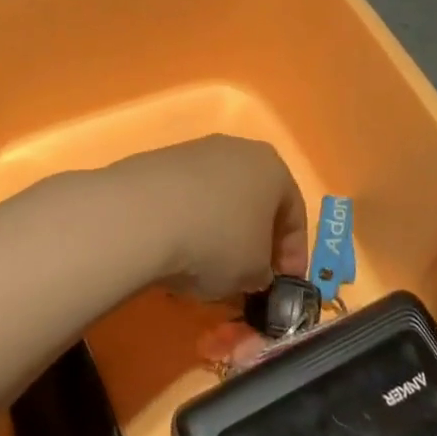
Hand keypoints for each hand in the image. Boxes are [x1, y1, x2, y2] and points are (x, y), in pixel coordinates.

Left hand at [84, 135, 306, 302]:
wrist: (141, 216)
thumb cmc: (216, 241)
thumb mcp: (254, 273)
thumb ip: (264, 273)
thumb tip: (254, 273)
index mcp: (272, 167)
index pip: (295, 214)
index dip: (293, 255)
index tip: (284, 286)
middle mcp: (237, 149)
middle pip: (256, 200)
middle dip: (256, 240)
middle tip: (249, 277)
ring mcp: (196, 151)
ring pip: (219, 198)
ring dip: (220, 231)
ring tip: (207, 269)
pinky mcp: (160, 161)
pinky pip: (186, 198)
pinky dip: (189, 223)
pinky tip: (176, 252)